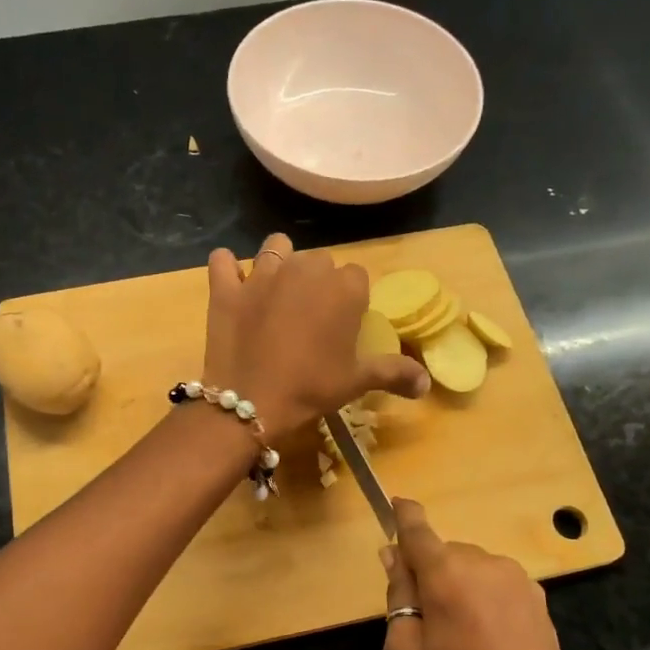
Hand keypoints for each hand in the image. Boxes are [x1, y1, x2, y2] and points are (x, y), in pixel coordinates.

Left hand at [203, 233, 428, 439]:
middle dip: (318, 280)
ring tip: (277, 292)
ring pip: (275, 247)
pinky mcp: (226, 287)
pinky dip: (228, 269)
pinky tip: (233, 285)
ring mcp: (261, 274)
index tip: (343, 324)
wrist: (250, 402)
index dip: (350, 298)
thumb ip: (394, 372)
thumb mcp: (357, 381)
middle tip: (311, 316)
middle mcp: (304, 269)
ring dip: (279, 263)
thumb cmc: (312, 388)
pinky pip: (222, 261)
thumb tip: (426, 383)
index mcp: (342, 287)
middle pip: (318, 260)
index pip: (356, 276)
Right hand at [381, 499, 604, 649]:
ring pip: (471, 568)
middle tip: (422, 621)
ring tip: (458, 639)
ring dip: (457, 586)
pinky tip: (487, 642)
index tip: (394, 502)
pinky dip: (482, 598)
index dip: (403, 515)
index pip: (418, 530)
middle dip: (428, 572)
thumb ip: (398, 597)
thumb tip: (393, 556)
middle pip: (444, 553)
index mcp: (448, 575)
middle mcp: (486, 565)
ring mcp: (519, 581)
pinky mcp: (539, 601)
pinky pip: (496, 585)